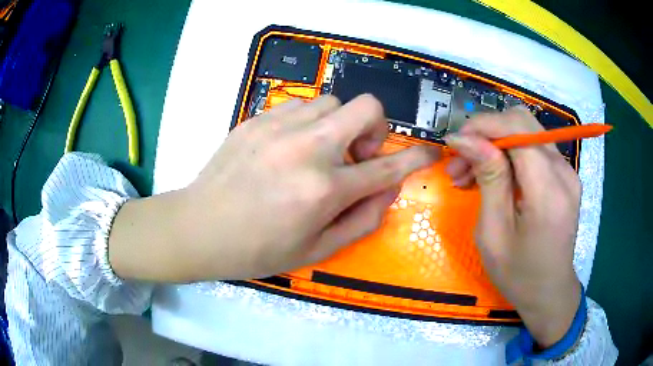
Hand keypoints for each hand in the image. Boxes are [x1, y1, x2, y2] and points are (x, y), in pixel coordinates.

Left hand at [109, 95, 439, 281]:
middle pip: (365, 107)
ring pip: (332, 102)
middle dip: (375, 127)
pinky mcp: (256, 119)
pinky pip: (300, 105)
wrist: (199, 228)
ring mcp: (278, 127)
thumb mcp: (317, 250)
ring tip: (319, 150)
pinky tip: (290, 145)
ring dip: (338, 124)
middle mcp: (306, 149)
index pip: (387, 166)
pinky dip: (308, 122)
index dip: (416, 157)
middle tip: (356, 153)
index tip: (430, 151)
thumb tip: (388, 189)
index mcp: (323, 189)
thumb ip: (362, 220)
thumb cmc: (257, 250)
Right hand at [445, 107, 581, 347]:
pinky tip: (494, 177)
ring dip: (495, 144)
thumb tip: (464, 138)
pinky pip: (534, 149)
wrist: (549, 293)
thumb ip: (488, 178)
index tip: (455, 144)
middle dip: (487, 133)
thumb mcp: (493, 233)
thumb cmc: (518, 274)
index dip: (483, 126)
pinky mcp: (564, 176)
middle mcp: (563, 172)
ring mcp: (567, 172)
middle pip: (522, 121)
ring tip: (470, 174)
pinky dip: (509, 155)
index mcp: (548, 190)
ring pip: (526, 132)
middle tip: (460, 162)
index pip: (517, 127)